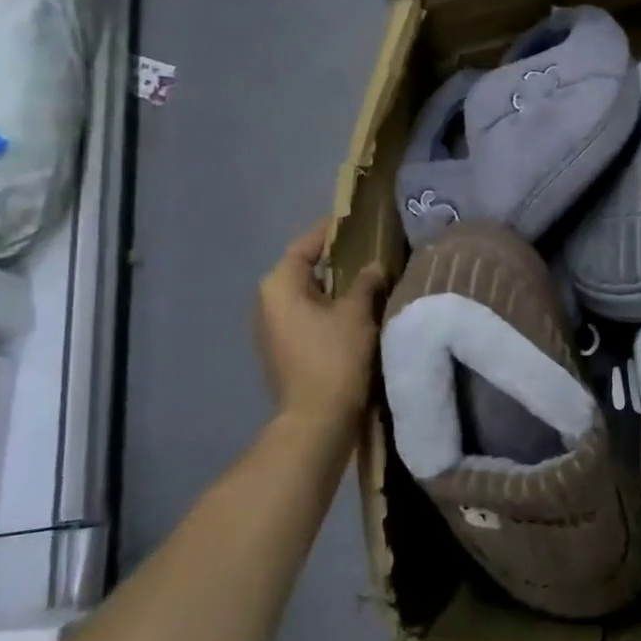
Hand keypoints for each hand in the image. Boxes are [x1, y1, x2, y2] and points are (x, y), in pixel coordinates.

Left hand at [256, 217, 386, 438]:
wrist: (317, 418)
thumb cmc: (334, 356)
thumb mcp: (357, 313)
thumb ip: (365, 282)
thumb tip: (373, 266)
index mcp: (279, 285)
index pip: (305, 245)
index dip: (331, 232)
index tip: (356, 223)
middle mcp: (267, 303)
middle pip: (303, 270)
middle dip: (336, 262)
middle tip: (370, 253)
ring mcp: (272, 329)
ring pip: (307, 296)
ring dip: (334, 289)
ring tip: (368, 281)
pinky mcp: (284, 351)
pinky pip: (307, 317)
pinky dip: (328, 310)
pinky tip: (356, 313)